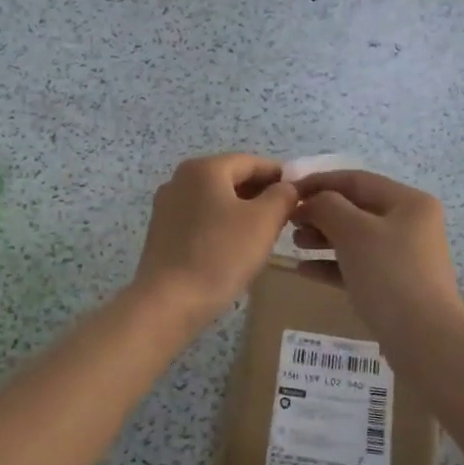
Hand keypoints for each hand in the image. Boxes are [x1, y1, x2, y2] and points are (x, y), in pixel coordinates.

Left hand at [132, 154, 297, 328]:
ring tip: (265, 233)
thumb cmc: (221, 255)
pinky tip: (235, 247)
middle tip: (287, 216)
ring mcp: (167, 206)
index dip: (279, 175)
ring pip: (215, 200)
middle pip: (231, 178)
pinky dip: (221, 225)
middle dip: (261, 193)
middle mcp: (180, 179)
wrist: (169, 302)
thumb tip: (287, 186)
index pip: (251, 162)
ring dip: (242, 211)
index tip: (301, 194)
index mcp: (204, 168)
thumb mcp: (264, 221)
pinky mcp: (162, 232)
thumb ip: (282, 196)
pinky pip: (201, 219)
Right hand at [291, 171, 463, 338]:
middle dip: (320, 212)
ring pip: (356, 238)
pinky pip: (358, 266)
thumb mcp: (354, 232)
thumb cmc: (390, 274)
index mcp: (409, 202)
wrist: (425, 339)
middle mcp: (411, 224)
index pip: (357, 180)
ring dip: (323, 237)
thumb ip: (327, 207)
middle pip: (356, 209)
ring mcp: (405, 257)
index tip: (287, 192)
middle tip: (288, 223)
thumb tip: (311, 201)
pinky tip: (304, 270)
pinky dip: (332, 264)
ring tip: (295, 244)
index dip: (319, 182)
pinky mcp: (396, 286)